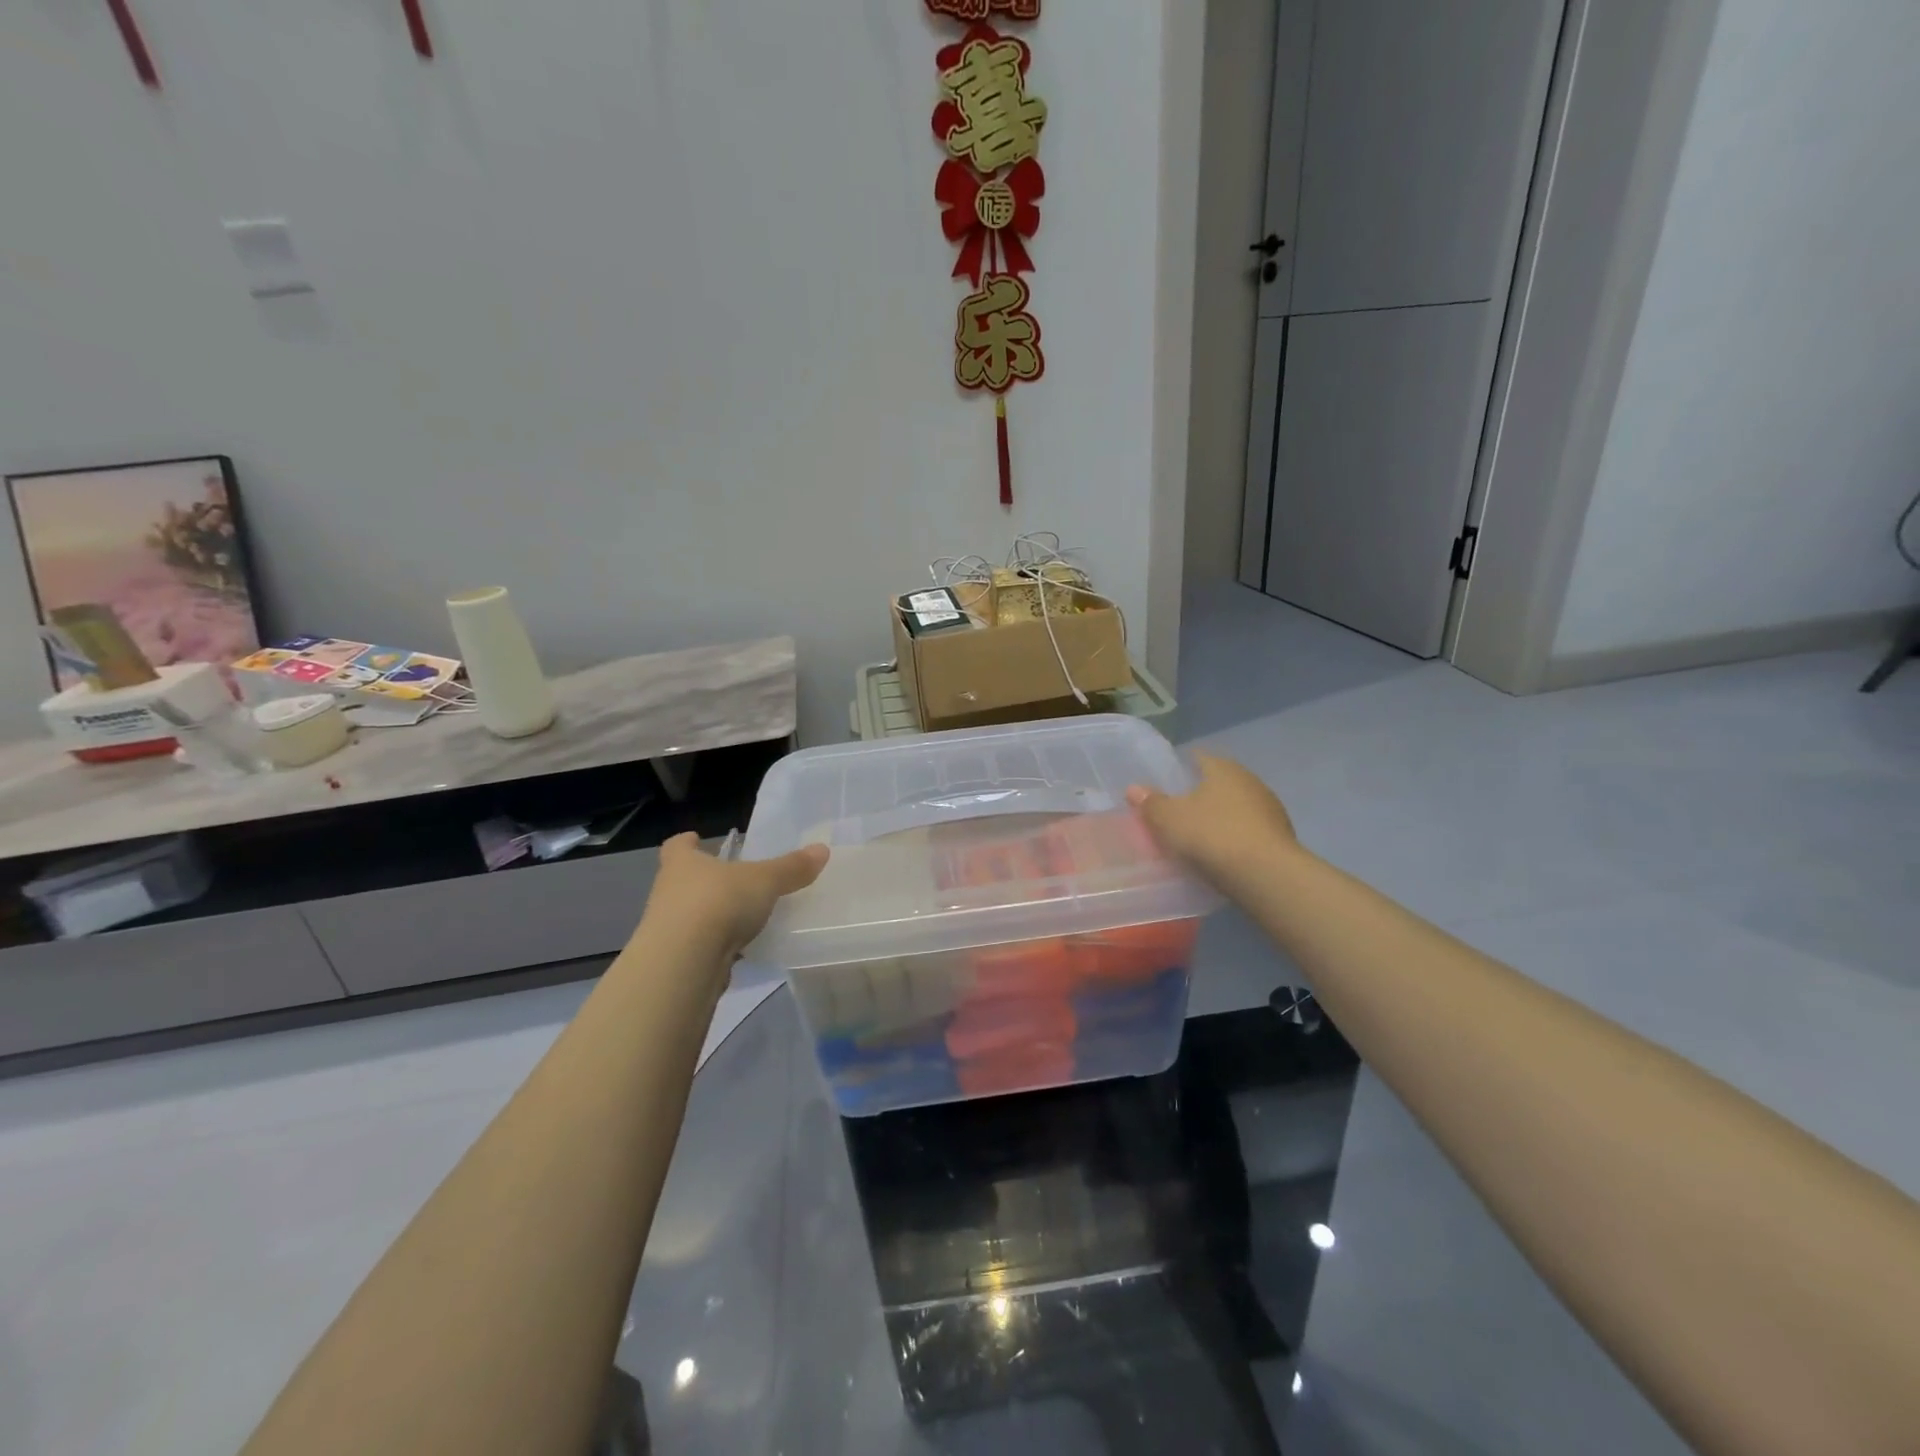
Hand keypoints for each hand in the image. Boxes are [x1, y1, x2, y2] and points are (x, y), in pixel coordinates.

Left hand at [639, 832, 828, 965]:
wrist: (684, 963)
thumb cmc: (719, 903)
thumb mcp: (764, 880)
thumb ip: (792, 868)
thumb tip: (822, 849)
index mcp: (683, 864)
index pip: (677, 846)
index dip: (687, 842)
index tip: (697, 839)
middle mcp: (669, 892)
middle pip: (683, 881)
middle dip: (704, 881)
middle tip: (733, 880)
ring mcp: (668, 929)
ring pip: (690, 916)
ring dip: (712, 916)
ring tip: (743, 917)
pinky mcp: (677, 960)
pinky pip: (700, 947)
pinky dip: (717, 947)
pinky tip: (741, 950)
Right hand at [1127, 751, 1297, 887]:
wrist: (1266, 876)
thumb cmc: (1212, 835)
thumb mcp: (1169, 819)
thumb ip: (1151, 803)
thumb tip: (1134, 788)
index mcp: (1224, 768)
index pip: (1199, 758)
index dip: (1180, 767)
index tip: (1164, 783)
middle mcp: (1251, 781)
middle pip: (1219, 783)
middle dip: (1199, 796)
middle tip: (1176, 812)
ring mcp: (1270, 810)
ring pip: (1236, 809)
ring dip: (1219, 819)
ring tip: (1197, 837)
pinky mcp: (1280, 839)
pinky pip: (1248, 833)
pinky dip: (1234, 839)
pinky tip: (1221, 856)